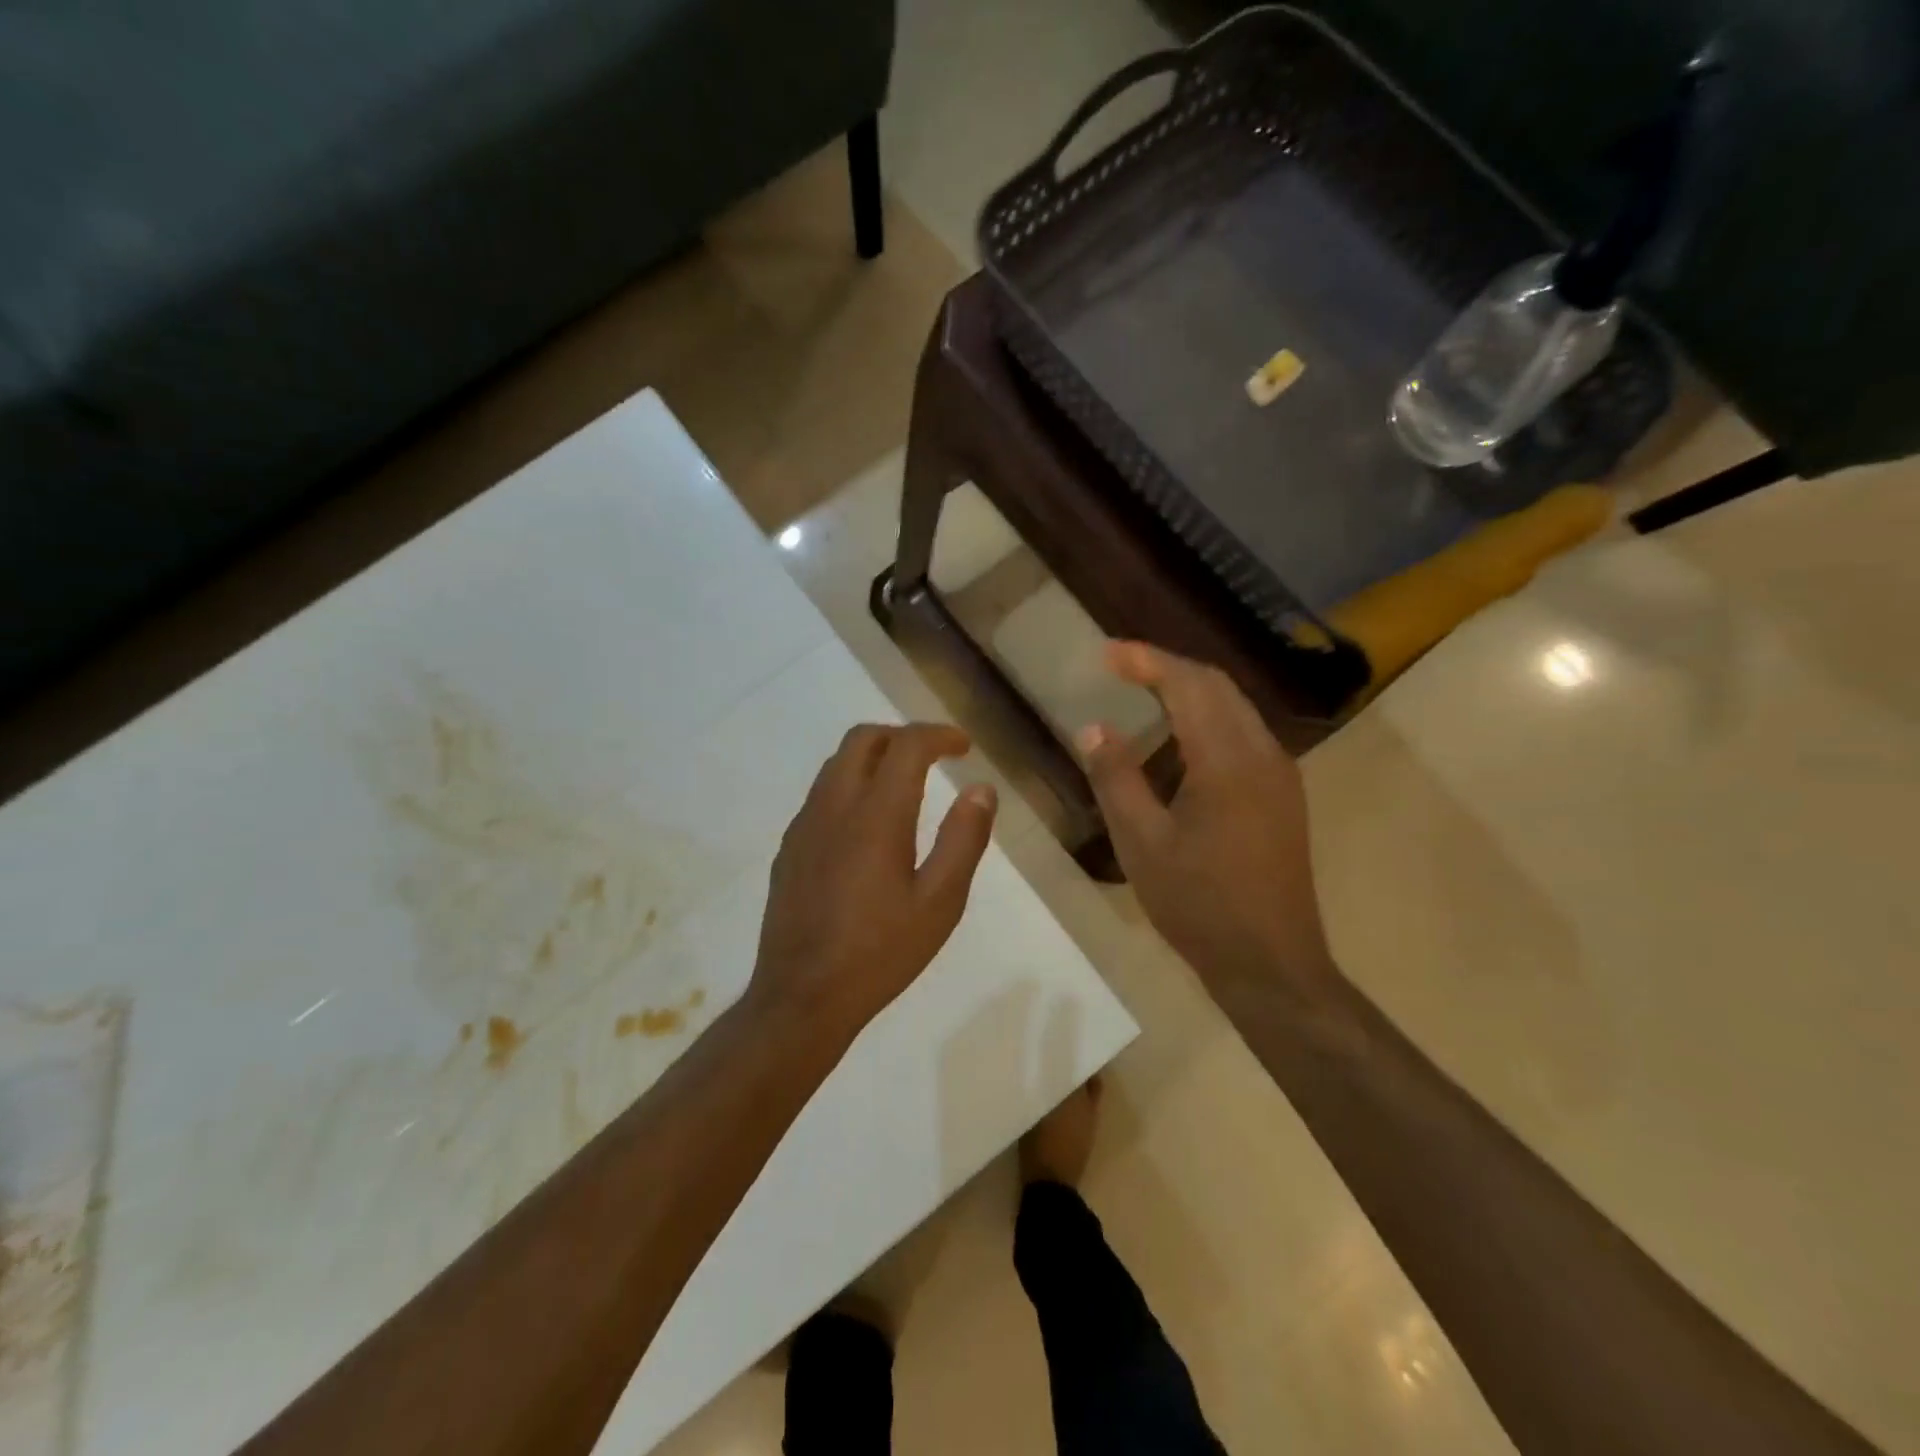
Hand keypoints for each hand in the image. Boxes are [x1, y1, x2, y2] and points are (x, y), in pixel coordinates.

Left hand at [751, 723, 996, 1047]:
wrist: (802, 996)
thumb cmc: (881, 952)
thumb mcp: (940, 902)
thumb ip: (964, 839)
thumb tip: (981, 789)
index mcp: (876, 815)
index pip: (906, 745)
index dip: (938, 735)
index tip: (964, 747)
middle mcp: (834, 806)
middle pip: (863, 739)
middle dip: (902, 736)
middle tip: (934, 758)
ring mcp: (804, 826)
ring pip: (836, 764)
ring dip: (873, 758)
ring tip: (904, 786)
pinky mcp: (789, 848)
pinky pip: (820, 795)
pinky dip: (850, 786)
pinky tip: (866, 827)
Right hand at [1077, 643, 1332, 994]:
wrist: (1272, 964)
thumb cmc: (1200, 905)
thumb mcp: (1142, 843)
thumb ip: (1116, 778)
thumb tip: (1094, 728)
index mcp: (1228, 761)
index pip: (1189, 685)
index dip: (1147, 660)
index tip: (1106, 653)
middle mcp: (1263, 754)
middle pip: (1217, 686)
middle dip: (1168, 667)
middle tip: (1120, 667)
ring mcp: (1280, 775)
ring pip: (1235, 708)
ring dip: (1190, 691)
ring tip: (1143, 694)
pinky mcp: (1283, 796)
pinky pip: (1243, 735)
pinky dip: (1208, 719)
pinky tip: (1179, 742)